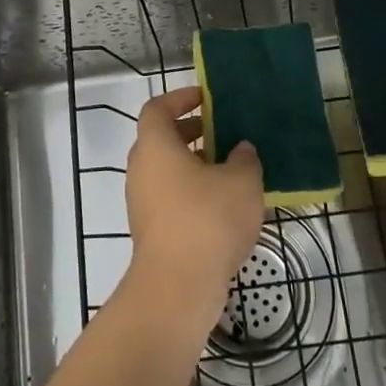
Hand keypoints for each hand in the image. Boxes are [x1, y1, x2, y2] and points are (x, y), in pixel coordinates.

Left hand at [124, 87, 264, 327]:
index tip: (206, 99)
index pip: (158, 108)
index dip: (180, 98)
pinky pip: (170, 198)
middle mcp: (141, 169)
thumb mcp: (242, 181)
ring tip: (231, 170)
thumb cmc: (207, 219)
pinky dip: (192, 193)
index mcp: (155, 145)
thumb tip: (241, 150)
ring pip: (167, 171)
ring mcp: (142, 202)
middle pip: (161, 139)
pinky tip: (224, 206)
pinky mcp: (150, 231)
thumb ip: (244, 158)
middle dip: (192, 132)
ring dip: (195, 165)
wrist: (178, 287)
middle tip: (223, 133)